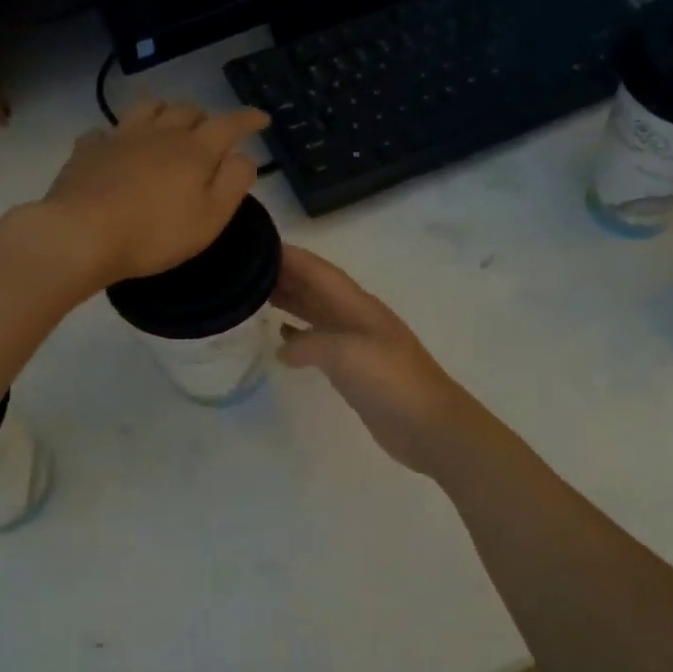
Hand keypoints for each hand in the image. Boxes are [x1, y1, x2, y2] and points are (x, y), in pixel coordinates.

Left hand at [42, 100, 270, 284]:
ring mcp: (120, 137)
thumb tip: (244, 156)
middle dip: (205, 117)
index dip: (248, 118)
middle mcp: (159, 133)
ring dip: (164, 113)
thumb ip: (234, 183)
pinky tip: (117, 148)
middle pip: (187, 109)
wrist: (82, 234)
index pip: (229, 124)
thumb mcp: (210, 218)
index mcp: (194, 150)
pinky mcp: (88, 149)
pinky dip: (120, 135)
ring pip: (148, 107)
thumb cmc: (155, 233)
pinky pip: (108, 130)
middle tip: (210, 135)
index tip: (262, 118)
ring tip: (167, 128)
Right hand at [273, 244, 493, 477]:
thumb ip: (309, 344)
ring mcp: (356, 345)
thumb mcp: (346, 354)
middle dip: (283, 276)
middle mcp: (355, 318)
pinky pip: (320, 343)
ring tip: (253, 298)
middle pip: (315, 288)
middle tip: (242, 273)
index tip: (253, 245)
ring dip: (289, 302)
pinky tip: (280, 341)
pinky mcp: (354, 371)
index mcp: (358, 306)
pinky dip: (299, 337)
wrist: (430, 427)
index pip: (317, 271)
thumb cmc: (392, 382)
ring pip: (316, 313)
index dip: (289, 256)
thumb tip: (283, 349)